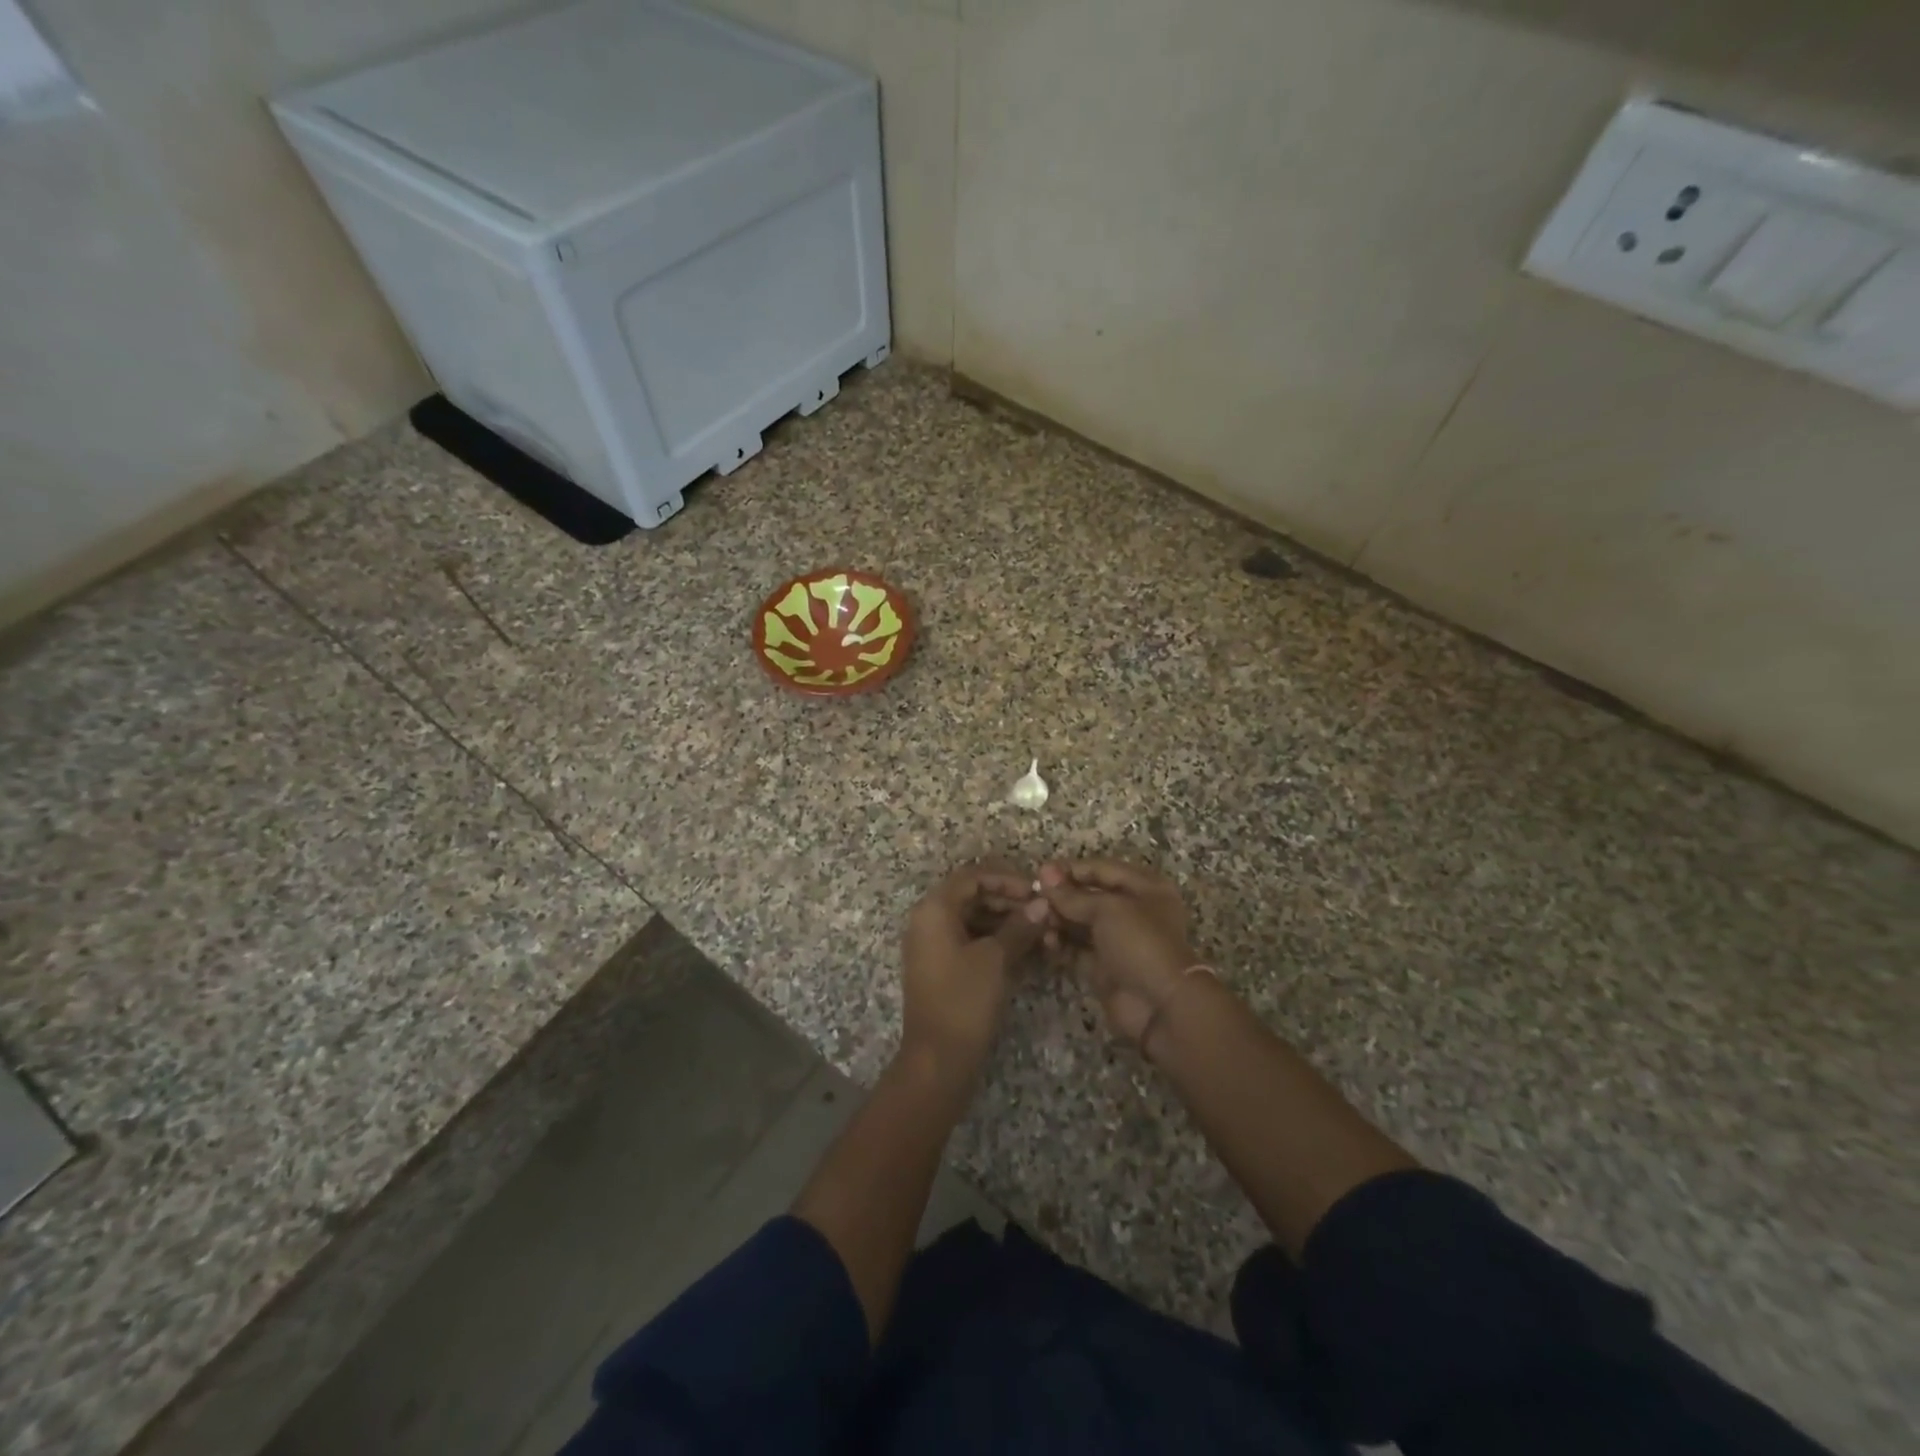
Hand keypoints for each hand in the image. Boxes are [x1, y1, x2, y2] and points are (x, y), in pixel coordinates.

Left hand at [899, 862, 1048, 1084]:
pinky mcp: (940, 967)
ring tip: (1038, 931)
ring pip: (971, 918)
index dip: (1006, 879)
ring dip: (1004, 920)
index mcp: (934, 909)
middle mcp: (927, 920)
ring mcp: (931, 945)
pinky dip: (993, 939)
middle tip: (1041, 911)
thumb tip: (1042, 904)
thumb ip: (1020, 926)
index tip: (1037, 891)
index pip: (972, 876)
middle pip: (970, 895)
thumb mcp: (996, 959)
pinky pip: (968, 939)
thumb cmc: (964, 1000)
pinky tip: (1022, 949)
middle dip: (1007, 900)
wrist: (938, 1060)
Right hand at [1039, 859, 1198, 1046]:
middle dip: (1061, 896)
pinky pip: (1077, 948)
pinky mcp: (1104, 966)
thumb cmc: (1140, 943)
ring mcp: (1118, 940)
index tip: (1040, 873)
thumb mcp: (1108, 909)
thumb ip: (1073, 895)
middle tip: (1033, 899)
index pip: (1101, 869)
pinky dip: (1061, 943)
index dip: (1071, 869)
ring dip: (1058, 919)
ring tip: (1038, 920)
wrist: (1160, 1005)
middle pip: (1089, 895)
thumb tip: (1044, 876)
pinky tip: (1047, 941)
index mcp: (1144, 887)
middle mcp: (1132, 910)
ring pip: (1081, 922)